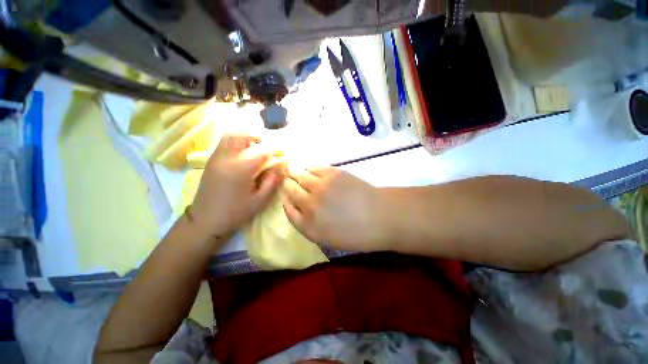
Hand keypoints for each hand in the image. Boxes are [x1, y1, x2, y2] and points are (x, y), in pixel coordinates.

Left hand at [190, 134, 282, 236]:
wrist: (205, 220)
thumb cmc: (235, 212)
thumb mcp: (259, 201)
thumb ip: (271, 182)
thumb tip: (279, 168)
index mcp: (240, 169)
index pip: (261, 151)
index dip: (274, 150)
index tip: (283, 153)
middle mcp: (226, 159)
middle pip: (240, 135)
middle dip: (256, 136)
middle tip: (267, 144)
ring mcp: (215, 158)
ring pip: (229, 136)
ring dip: (244, 137)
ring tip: (255, 147)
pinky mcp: (210, 162)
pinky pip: (223, 143)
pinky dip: (235, 142)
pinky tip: (242, 154)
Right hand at [282, 166, 388, 250]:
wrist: (380, 217)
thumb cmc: (356, 233)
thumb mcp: (327, 238)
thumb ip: (307, 224)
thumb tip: (294, 205)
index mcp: (308, 225)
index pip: (287, 208)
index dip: (285, 199)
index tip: (287, 194)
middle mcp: (309, 204)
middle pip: (290, 189)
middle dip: (287, 183)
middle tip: (288, 179)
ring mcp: (320, 186)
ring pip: (299, 175)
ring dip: (294, 172)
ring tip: (293, 168)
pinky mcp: (332, 173)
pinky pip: (313, 167)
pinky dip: (308, 167)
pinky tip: (308, 168)